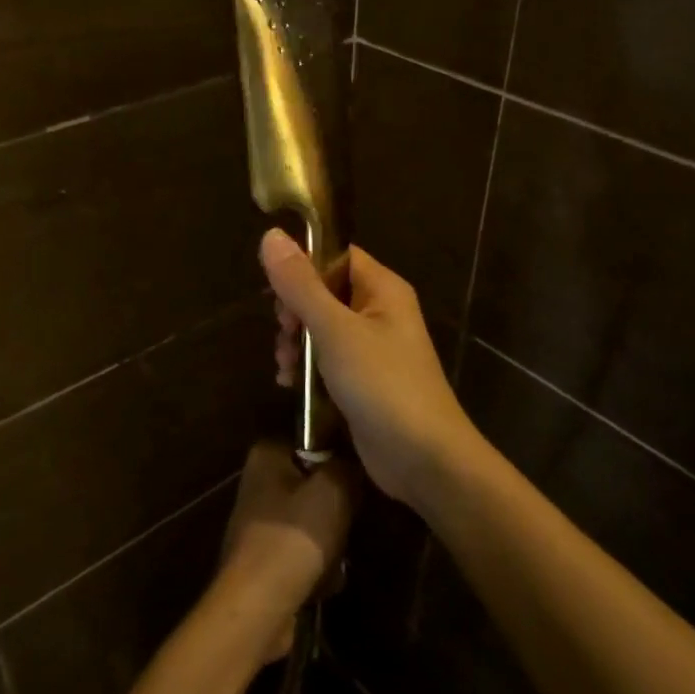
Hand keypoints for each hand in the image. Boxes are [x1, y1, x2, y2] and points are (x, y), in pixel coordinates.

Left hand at [216, 442, 357, 664]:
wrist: (257, 606)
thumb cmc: (294, 536)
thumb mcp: (334, 489)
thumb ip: (348, 466)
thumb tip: (353, 462)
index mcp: (267, 455)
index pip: (312, 439)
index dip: (339, 457)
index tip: (359, 477)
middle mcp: (258, 483)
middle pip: (314, 484)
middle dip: (336, 508)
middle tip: (351, 521)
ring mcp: (258, 523)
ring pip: (312, 521)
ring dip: (330, 543)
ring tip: (337, 559)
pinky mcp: (263, 559)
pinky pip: (302, 553)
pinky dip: (316, 567)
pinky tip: (325, 582)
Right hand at [260, 229, 486, 510]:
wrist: (423, 459)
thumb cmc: (382, 384)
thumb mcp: (335, 330)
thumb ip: (301, 285)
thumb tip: (271, 234)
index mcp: (382, 288)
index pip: (336, 256)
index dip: (303, 267)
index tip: (277, 292)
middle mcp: (380, 311)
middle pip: (324, 292)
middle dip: (295, 312)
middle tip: (285, 335)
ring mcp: (373, 348)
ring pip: (321, 328)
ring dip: (297, 343)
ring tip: (286, 367)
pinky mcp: (364, 380)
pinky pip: (328, 359)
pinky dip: (308, 367)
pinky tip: (290, 384)